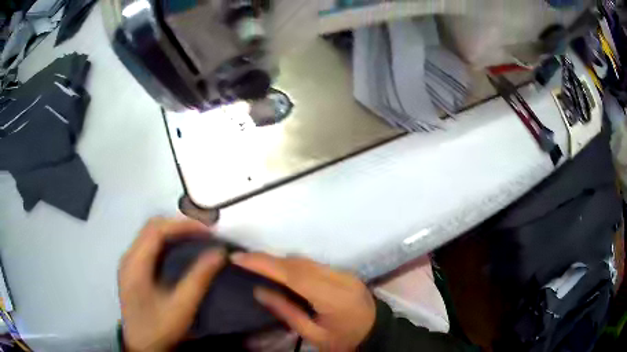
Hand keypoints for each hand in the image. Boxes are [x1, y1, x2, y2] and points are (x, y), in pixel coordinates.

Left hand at [118, 217, 225, 351]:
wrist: (142, 346)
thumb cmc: (159, 327)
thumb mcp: (181, 306)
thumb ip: (199, 278)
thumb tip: (219, 253)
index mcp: (135, 263)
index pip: (156, 230)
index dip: (182, 225)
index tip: (207, 231)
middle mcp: (129, 257)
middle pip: (151, 227)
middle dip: (178, 225)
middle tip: (203, 233)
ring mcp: (129, 263)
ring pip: (150, 235)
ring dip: (172, 232)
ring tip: (196, 238)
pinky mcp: (133, 270)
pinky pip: (149, 246)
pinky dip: (166, 243)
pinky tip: (179, 252)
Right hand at [231, 253, 375, 351]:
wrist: (376, 334)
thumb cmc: (344, 340)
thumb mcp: (313, 334)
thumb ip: (286, 312)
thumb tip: (260, 290)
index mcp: (332, 297)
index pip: (293, 274)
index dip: (264, 263)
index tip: (239, 258)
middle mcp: (339, 279)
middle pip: (298, 262)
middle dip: (268, 260)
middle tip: (243, 261)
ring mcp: (344, 273)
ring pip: (305, 260)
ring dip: (280, 261)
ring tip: (258, 266)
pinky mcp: (344, 273)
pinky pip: (313, 264)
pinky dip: (294, 265)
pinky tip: (282, 273)